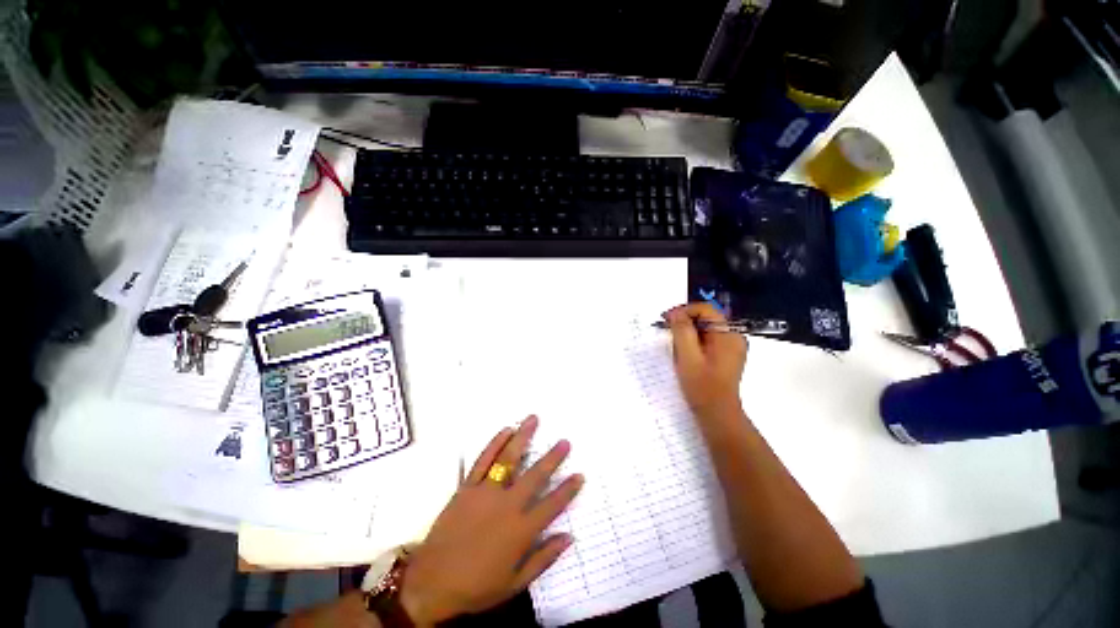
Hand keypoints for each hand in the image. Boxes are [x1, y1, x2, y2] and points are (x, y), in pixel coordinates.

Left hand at [400, 416, 582, 625]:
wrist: (431, 581)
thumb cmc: (476, 586)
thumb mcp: (515, 583)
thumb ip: (543, 559)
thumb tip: (568, 538)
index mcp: (521, 530)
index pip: (552, 505)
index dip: (568, 489)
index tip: (580, 475)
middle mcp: (507, 506)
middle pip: (535, 476)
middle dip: (552, 458)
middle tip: (565, 442)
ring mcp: (486, 493)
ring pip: (509, 459)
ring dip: (523, 437)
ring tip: (534, 420)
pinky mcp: (467, 487)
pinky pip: (483, 460)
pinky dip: (495, 443)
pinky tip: (506, 430)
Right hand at [664, 303, 747, 419]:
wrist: (717, 414)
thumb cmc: (702, 386)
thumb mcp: (687, 356)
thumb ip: (681, 331)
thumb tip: (675, 313)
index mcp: (728, 335)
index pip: (705, 309)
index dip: (684, 310)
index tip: (665, 319)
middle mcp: (733, 336)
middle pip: (706, 317)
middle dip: (684, 320)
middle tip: (666, 330)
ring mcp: (731, 346)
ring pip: (705, 328)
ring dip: (687, 331)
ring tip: (673, 343)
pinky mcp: (725, 355)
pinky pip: (707, 338)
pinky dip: (693, 340)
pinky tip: (684, 351)